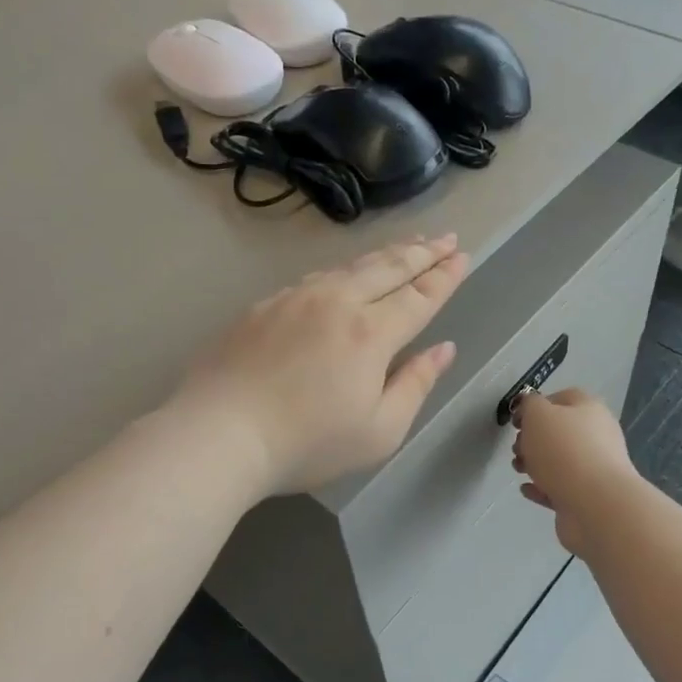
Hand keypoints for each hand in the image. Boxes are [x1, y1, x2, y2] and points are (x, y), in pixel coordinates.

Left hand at [178, 235, 470, 496]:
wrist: (219, 433)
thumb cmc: (307, 444)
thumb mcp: (379, 431)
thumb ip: (416, 384)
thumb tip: (443, 349)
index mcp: (371, 333)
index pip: (419, 295)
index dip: (445, 276)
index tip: (462, 255)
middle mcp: (337, 303)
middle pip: (388, 268)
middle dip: (422, 252)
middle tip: (444, 238)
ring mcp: (295, 299)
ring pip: (350, 266)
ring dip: (384, 254)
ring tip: (405, 247)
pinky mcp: (264, 306)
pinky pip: (315, 278)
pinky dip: (342, 270)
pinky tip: (344, 274)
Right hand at [511, 389, 642, 554]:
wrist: (595, 505)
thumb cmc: (564, 451)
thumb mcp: (538, 415)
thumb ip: (530, 404)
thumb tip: (530, 407)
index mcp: (589, 410)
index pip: (562, 398)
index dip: (536, 406)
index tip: (516, 421)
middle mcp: (596, 436)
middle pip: (559, 432)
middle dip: (532, 439)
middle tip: (517, 448)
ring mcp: (594, 469)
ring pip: (559, 461)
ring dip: (535, 464)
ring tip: (519, 469)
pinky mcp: (587, 498)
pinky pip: (560, 488)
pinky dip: (542, 488)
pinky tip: (527, 489)